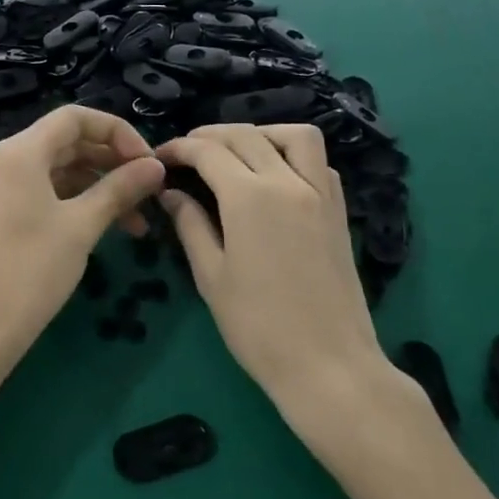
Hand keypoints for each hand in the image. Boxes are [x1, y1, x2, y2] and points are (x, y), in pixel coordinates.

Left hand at [0, 105, 165, 378]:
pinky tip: (112, 226)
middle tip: (150, 187)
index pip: (76, 118)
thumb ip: (120, 188)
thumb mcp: (82, 225)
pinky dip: (81, 202)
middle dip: (113, 160)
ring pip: (63, 169)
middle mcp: (10, 159)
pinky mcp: (7, 210)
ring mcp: (5, 185)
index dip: (117, 131)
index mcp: (22, 151)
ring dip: (102, 185)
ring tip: (139, 219)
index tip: (148, 161)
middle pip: (70, 141)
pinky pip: (50, 191)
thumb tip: (157, 166)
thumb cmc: (33, 269)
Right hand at [156, 124, 393, 420]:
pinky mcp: (339, 211)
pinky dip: (292, 154)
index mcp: (250, 197)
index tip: (160, 157)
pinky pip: (319, 162)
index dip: (179, 148)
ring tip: (234, 152)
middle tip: (186, 153)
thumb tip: (171, 193)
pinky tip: (273, 175)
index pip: (208, 151)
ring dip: (260, 133)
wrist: (329, 366)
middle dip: (210, 136)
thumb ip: (190, 225)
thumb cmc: (258, 327)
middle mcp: (288, 182)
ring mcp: (321, 193)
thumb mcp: (211, 276)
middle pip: (246, 136)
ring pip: (294, 135)